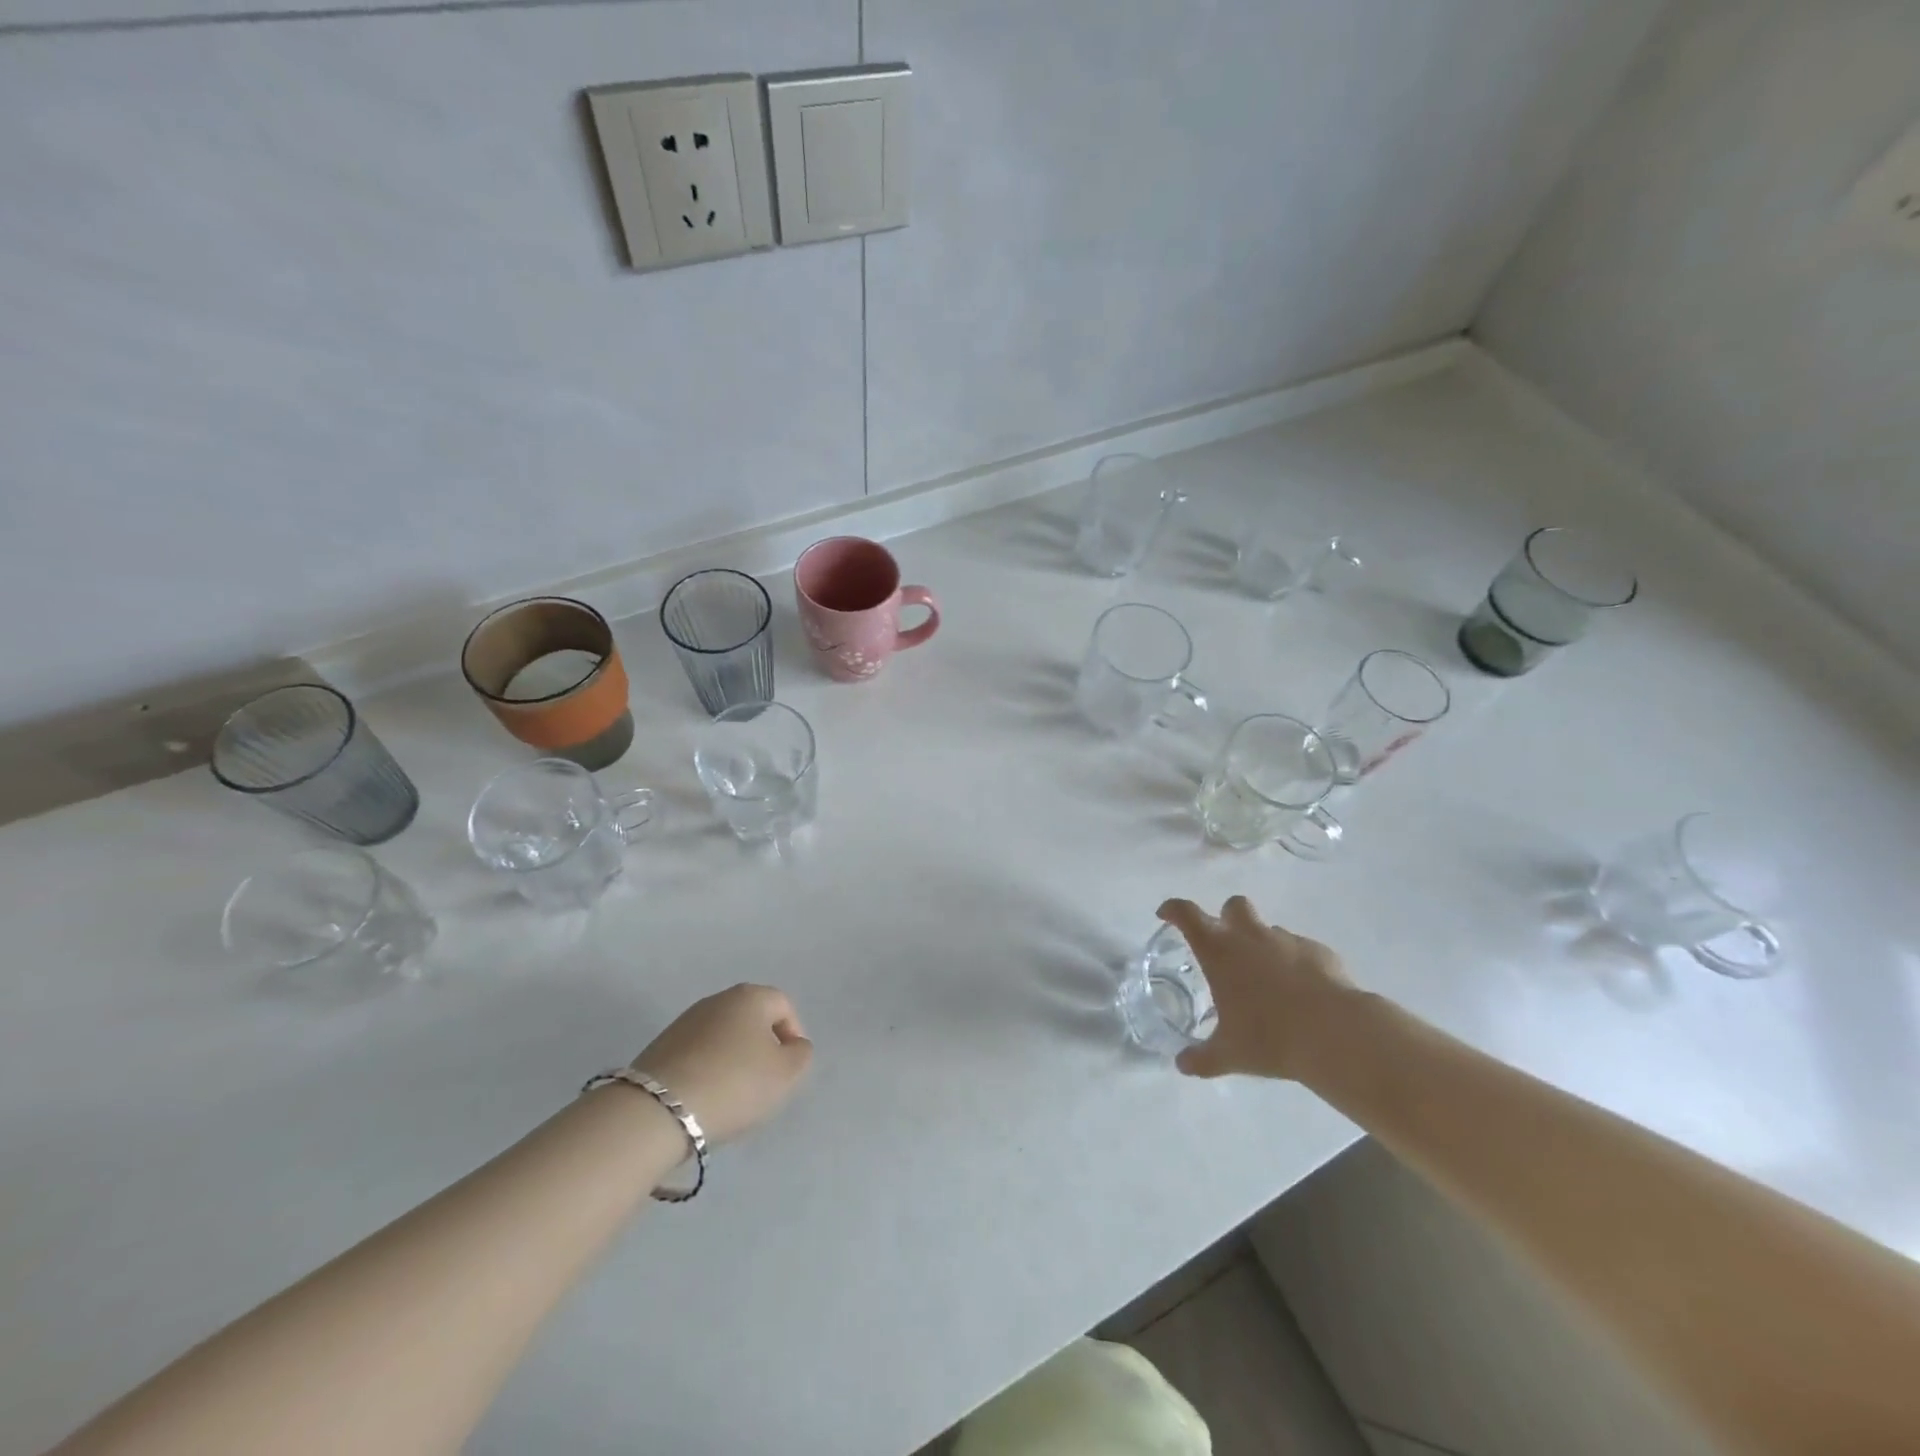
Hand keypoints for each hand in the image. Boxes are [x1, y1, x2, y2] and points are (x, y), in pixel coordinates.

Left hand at [633, 984, 812, 1142]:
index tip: (788, 1069)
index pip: (783, 1006)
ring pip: (723, 1037)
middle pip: (751, 1020)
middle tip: (764, 1083)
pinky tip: (705, 1098)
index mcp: (751, 996)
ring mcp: (685, 1021)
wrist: (659, 1110)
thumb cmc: (735, 1083)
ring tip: (732, 1096)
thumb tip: (793, 1045)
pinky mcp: (660, 1047)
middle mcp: (717, 999)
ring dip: (733, 1060)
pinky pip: (698, 1054)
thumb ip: (801, 1054)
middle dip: (761, 1048)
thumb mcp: (786, 1073)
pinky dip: (707, 1070)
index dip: (793, 1036)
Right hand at [1158, 896, 1355, 1081]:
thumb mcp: (1229, 1054)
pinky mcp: (1320, 952)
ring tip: (1268, 982)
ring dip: (1263, 945)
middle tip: (1226, 947)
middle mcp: (1251, 936)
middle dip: (1226, 918)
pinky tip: (1302, 992)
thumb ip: (1202, 1057)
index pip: (1187, 914)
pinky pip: (1301, 950)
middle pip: (1233, 906)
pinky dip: (1295, 963)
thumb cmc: (1270, 1037)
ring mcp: (1288, 940)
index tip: (1166, 915)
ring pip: (1269, 930)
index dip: (1173, 909)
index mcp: (1220, 951)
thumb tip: (1182, 1065)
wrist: (1337, 1034)